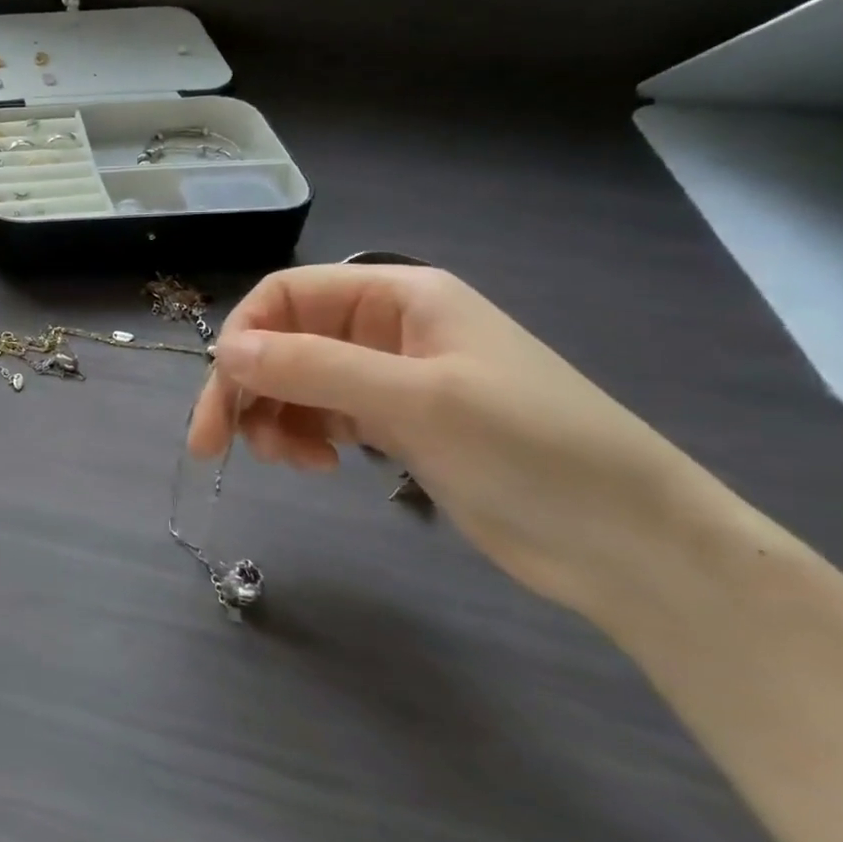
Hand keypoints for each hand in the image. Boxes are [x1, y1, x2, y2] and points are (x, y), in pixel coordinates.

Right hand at [189, 265, 716, 613]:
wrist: (631, 546)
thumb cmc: (531, 450)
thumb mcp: (415, 400)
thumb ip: (312, 368)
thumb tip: (223, 353)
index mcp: (396, 295)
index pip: (286, 295)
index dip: (243, 337)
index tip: (220, 395)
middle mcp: (384, 328)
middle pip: (282, 342)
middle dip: (244, 388)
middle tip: (211, 445)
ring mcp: (388, 377)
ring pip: (294, 382)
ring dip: (272, 417)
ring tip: (291, 462)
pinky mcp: (393, 425)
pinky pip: (319, 415)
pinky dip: (302, 436)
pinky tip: (319, 466)